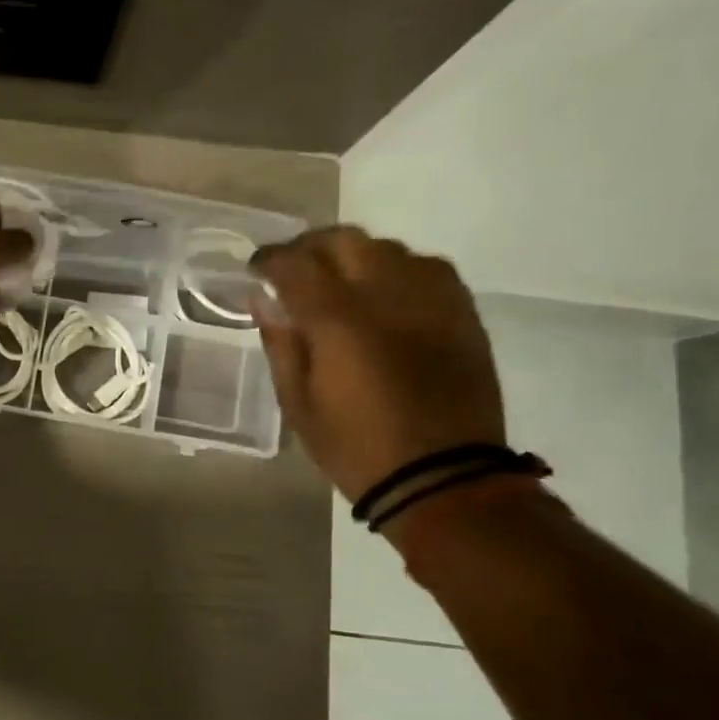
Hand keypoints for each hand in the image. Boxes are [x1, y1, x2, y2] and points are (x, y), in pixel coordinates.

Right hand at [251, 227, 504, 501]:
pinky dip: (397, 270)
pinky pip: (427, 267)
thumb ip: (280, 343)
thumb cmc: (357, 447)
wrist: (444, 479)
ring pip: (386, 248)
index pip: (295, 264)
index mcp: (338, 320)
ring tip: (340, 280)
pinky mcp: (463, 312)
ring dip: (354, 256)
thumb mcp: (298, 403)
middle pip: (343, 240)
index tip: (256, 269)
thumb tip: (263, 300)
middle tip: (294, 269)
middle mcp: (386, 294)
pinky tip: (386, 294)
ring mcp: (430, 299)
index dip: (269, 260)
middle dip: (311, 247)